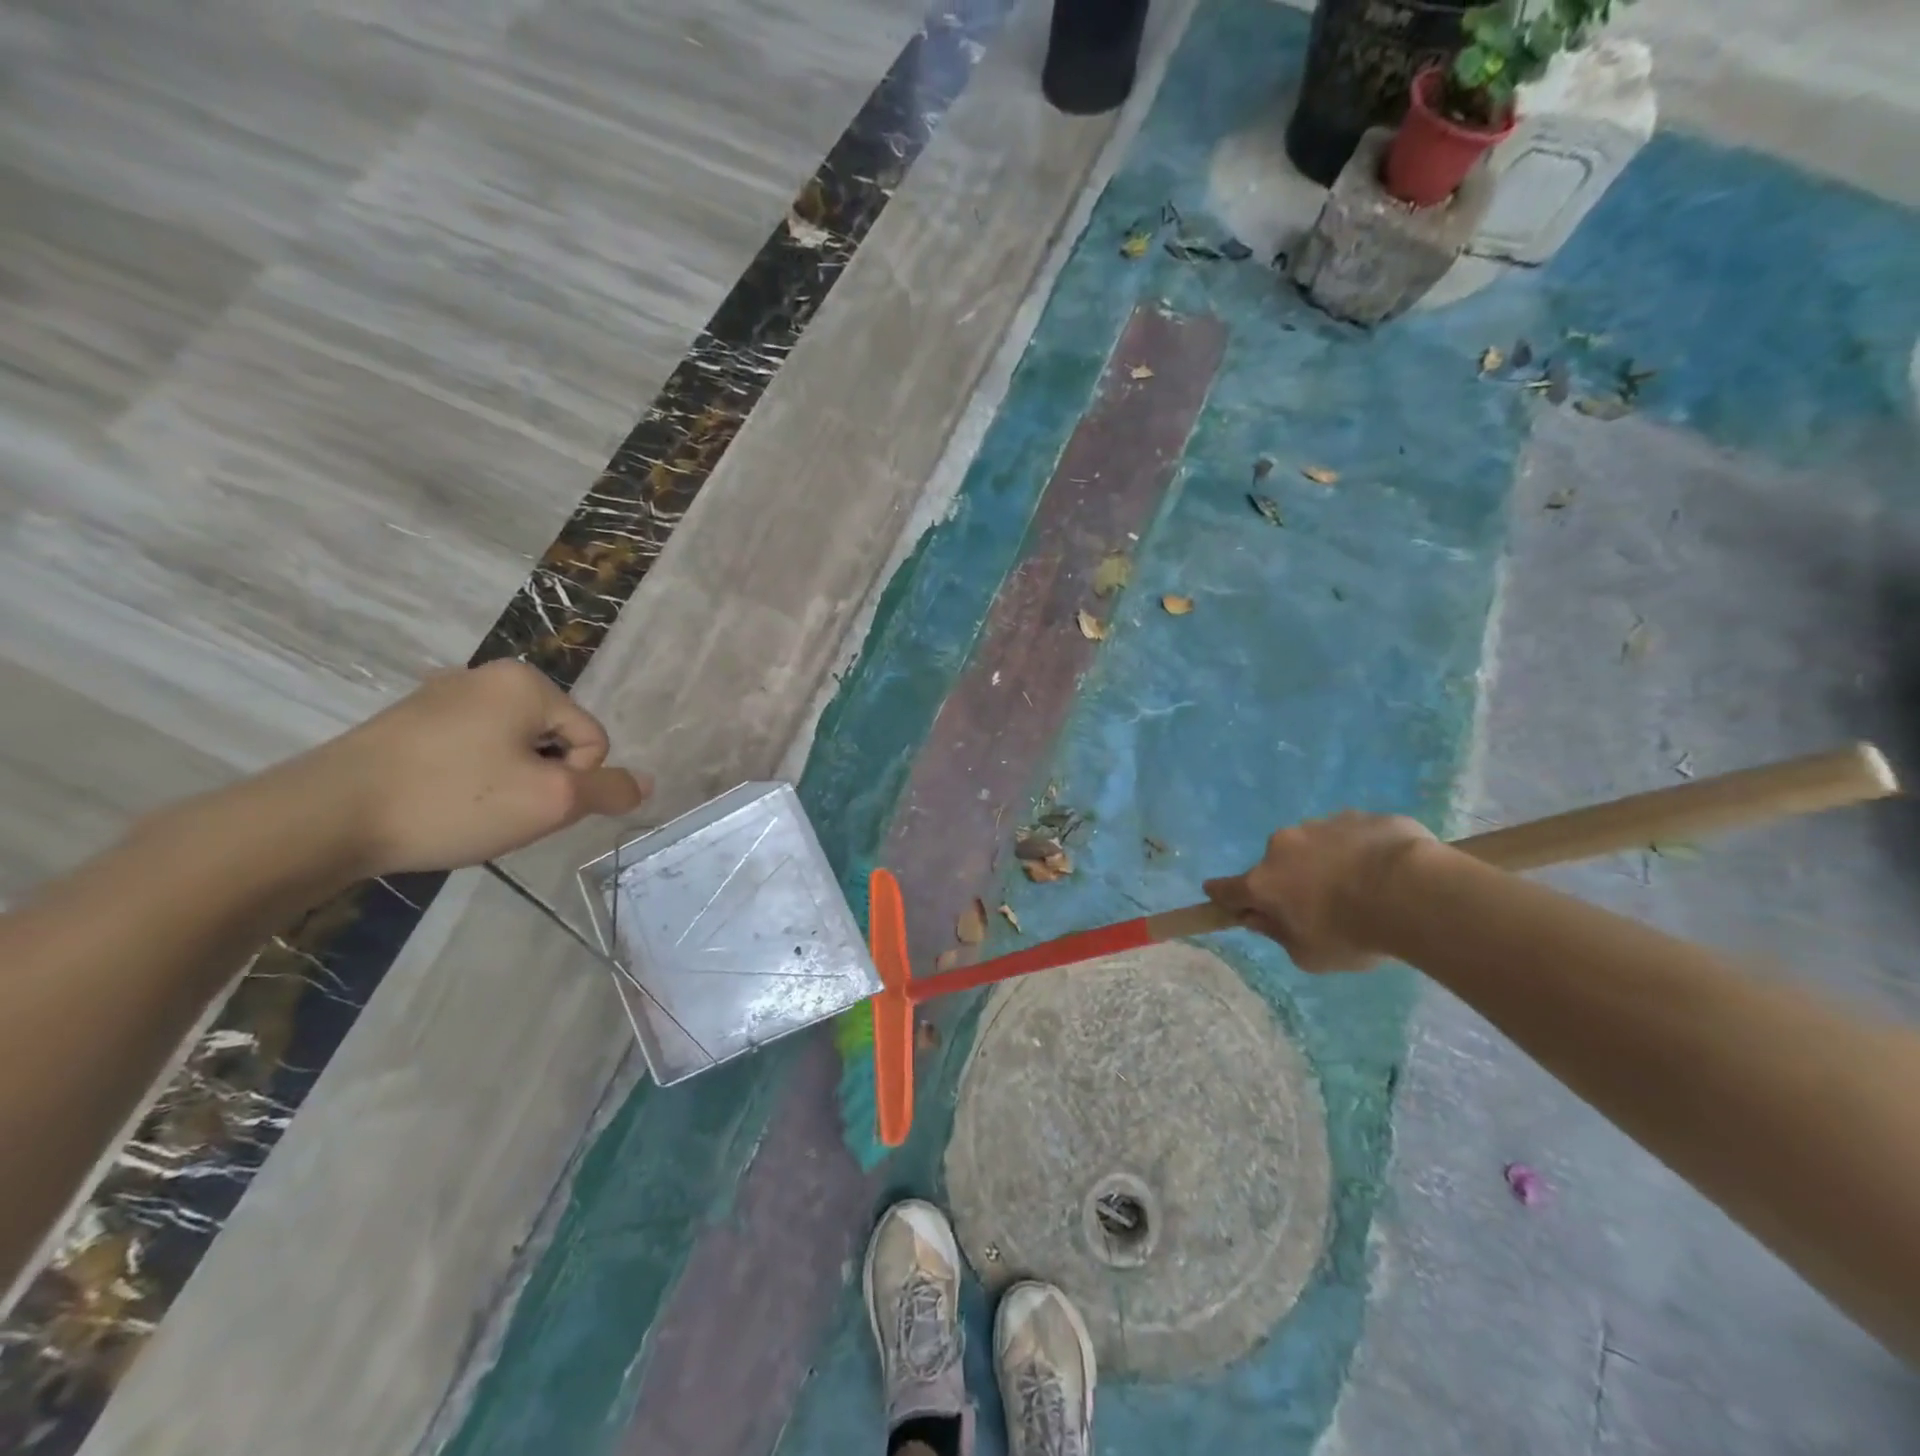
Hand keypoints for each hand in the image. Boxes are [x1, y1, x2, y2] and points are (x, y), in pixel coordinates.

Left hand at [291, 661, 651, 876]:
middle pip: (553, 741)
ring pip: (512, 749)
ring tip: (466, 810)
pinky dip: (469, 780)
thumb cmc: (452, 800)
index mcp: (526, 682)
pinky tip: (439, 803)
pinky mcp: (406, 723)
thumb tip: (646, 783)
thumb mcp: (550, 801)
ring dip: (506, 783)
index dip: (574, 781)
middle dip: (540, 780)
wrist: (322, 818)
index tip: (529, 803)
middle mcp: (486, 676)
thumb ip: (608, 790)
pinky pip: (470, 751)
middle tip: (500, 810)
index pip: (593, 740)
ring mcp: (440, 696)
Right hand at [1203, 812, 1435, 971]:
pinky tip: (1386, 870)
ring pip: (1315, 845)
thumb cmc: (1352, 933)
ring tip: (1364, 887)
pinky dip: (1359, 850)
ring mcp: (1319, 825)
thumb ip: (1279, 935)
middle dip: (1291, 879)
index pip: (1226, 889)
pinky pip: (1351, 835)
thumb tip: (1262, 919)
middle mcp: (1282, 847)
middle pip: (1277, 864)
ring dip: (1326, 862)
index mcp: (1264, 882)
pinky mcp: (1357, 815)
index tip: (1219, 897)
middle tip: (1322, 905)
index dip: (1222, 895)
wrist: (1411, 892)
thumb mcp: (1310, 955)